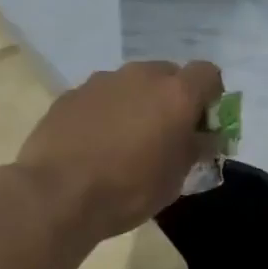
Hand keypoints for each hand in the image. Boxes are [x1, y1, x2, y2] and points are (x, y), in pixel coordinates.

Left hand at [16, 60, 223, 243]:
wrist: (57, 195)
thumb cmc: (128, 190)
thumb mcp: (175, 179)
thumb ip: (195, 149)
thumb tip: (205, 137)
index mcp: (175, 94)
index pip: (208, 74)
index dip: (210, 96)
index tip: (201, 123)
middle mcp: (141, 76)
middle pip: (167, 74)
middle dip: (171, 98)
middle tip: (164, 133)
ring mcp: (102, 81)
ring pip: (131, 84)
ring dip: (136, 103)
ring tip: (124, 140)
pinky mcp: (71, 94)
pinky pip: (100, 96)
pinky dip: (105, 112)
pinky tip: (93, 143)